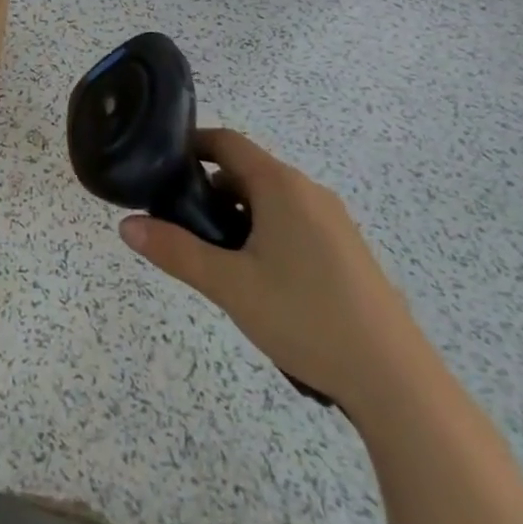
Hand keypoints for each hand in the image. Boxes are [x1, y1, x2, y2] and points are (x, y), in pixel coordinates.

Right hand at [119, 129, 418, 408]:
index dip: (191, 145)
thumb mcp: (230, 285)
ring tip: (216, 260)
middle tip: (180, 226)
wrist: (395, 381)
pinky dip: (264, 233)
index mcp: (280, 186)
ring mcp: (333, 220)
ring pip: (270, 201)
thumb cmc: (306, 318)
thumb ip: (176, 251)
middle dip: (209, 191)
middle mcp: (308, 191)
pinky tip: (259, 280)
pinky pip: (293, 223)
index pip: (226, 142)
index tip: (159, 164)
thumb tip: (127, 225)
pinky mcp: (346, 250)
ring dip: (237, 216)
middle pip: (246, 172)